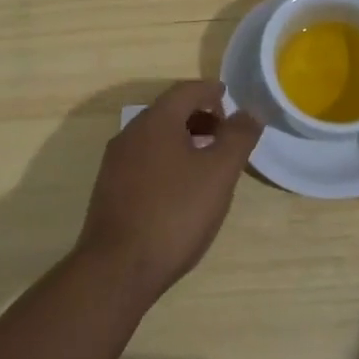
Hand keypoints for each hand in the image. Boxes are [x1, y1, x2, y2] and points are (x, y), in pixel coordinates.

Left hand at [75, 81, 262, 306]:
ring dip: (184, 140)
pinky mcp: (109, 188)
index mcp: (156, 120)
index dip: (212, 92)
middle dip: (200, 116)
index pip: (187, 90)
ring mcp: (115, 162)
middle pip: (170, 111)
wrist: (117, 269)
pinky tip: (180, 189)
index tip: (232, 102)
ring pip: (156, 137)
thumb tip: (249, 113)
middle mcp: (131, 132)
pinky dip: (167, 160)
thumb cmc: (175, 214)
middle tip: (226, 136)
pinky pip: (144, 160)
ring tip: (208, 164)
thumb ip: (238, 138)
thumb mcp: (219, 174)